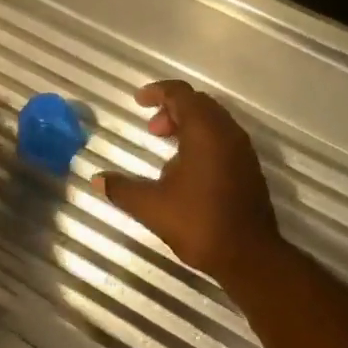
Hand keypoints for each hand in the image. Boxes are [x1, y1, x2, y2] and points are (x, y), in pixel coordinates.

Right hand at [93, 80, 282, 281]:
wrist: (250, 256)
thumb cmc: (199, 223)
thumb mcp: (152, 207)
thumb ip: (122, 189)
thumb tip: (97, 180)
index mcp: (205, 132)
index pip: (181, 94)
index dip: (157, 92)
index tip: (138, 100)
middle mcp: (227, 133)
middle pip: (199, 104)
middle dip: (172, 109)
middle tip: (151, 128)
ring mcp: (242, 151)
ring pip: (214, 122)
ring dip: (188, 125)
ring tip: (166, 148)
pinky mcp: (249, 168)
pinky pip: (223, 139)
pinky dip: (202, 140)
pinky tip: (187, 170)